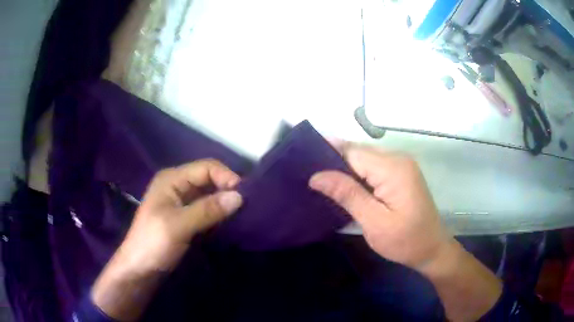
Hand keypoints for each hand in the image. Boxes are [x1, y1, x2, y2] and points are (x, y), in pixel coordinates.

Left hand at [120, 159, 242, 271]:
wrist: (140, 269)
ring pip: (209, 194)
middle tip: (246, 205)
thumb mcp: (179, 225)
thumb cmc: (154, 243)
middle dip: (227, 188)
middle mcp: (177, 185)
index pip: (206, 167)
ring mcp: (181, 201)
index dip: (226, 177)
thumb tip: (239, 196)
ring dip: (224, 201)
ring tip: (242, 212)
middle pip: (208, 178)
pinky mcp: (185, 217)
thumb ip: (208, 210)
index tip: (244, 196)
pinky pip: (206, 208)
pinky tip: (230, 220)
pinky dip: (218, 212)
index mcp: (172, 179)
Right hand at [310, 143, 501, 321]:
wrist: (432, 249)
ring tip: (321, 182)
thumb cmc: (405, 241)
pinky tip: (343, 186)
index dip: (327, 156)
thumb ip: (347, 194)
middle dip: (334, 162)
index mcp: (392, 168)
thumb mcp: (374, 222)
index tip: (302, 164)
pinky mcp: (401, 174)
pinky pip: (373, 168)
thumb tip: (316, 176)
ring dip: (344, 170)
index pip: (352, 152)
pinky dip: (357, 175)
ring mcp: (401, 165)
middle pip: (358, 153)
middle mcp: (398, 159)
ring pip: (364, 159)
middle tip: (309, 177)